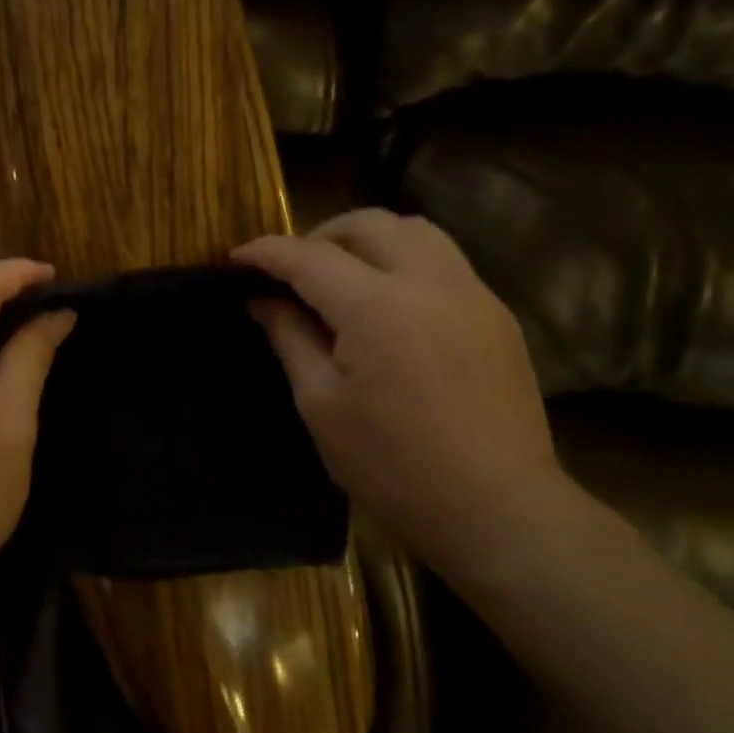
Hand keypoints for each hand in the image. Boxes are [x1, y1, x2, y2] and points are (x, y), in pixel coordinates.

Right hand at [233, 209, 560, 576]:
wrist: (495, 508)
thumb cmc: (391, 465)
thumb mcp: (321, 405)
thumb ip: (290, 338)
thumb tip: (264, 301)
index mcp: (377, 307)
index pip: (309, 258)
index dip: (266, 252)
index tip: (236, 259)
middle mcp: (430, 282)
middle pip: (369, 224)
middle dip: (320, 235)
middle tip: (292, 271)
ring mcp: (473, 294)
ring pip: (415, 232)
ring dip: (369, 240)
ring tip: (342, 276)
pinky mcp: (497, 315)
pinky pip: (445, 262)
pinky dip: (405, 263)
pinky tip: (390, 306)